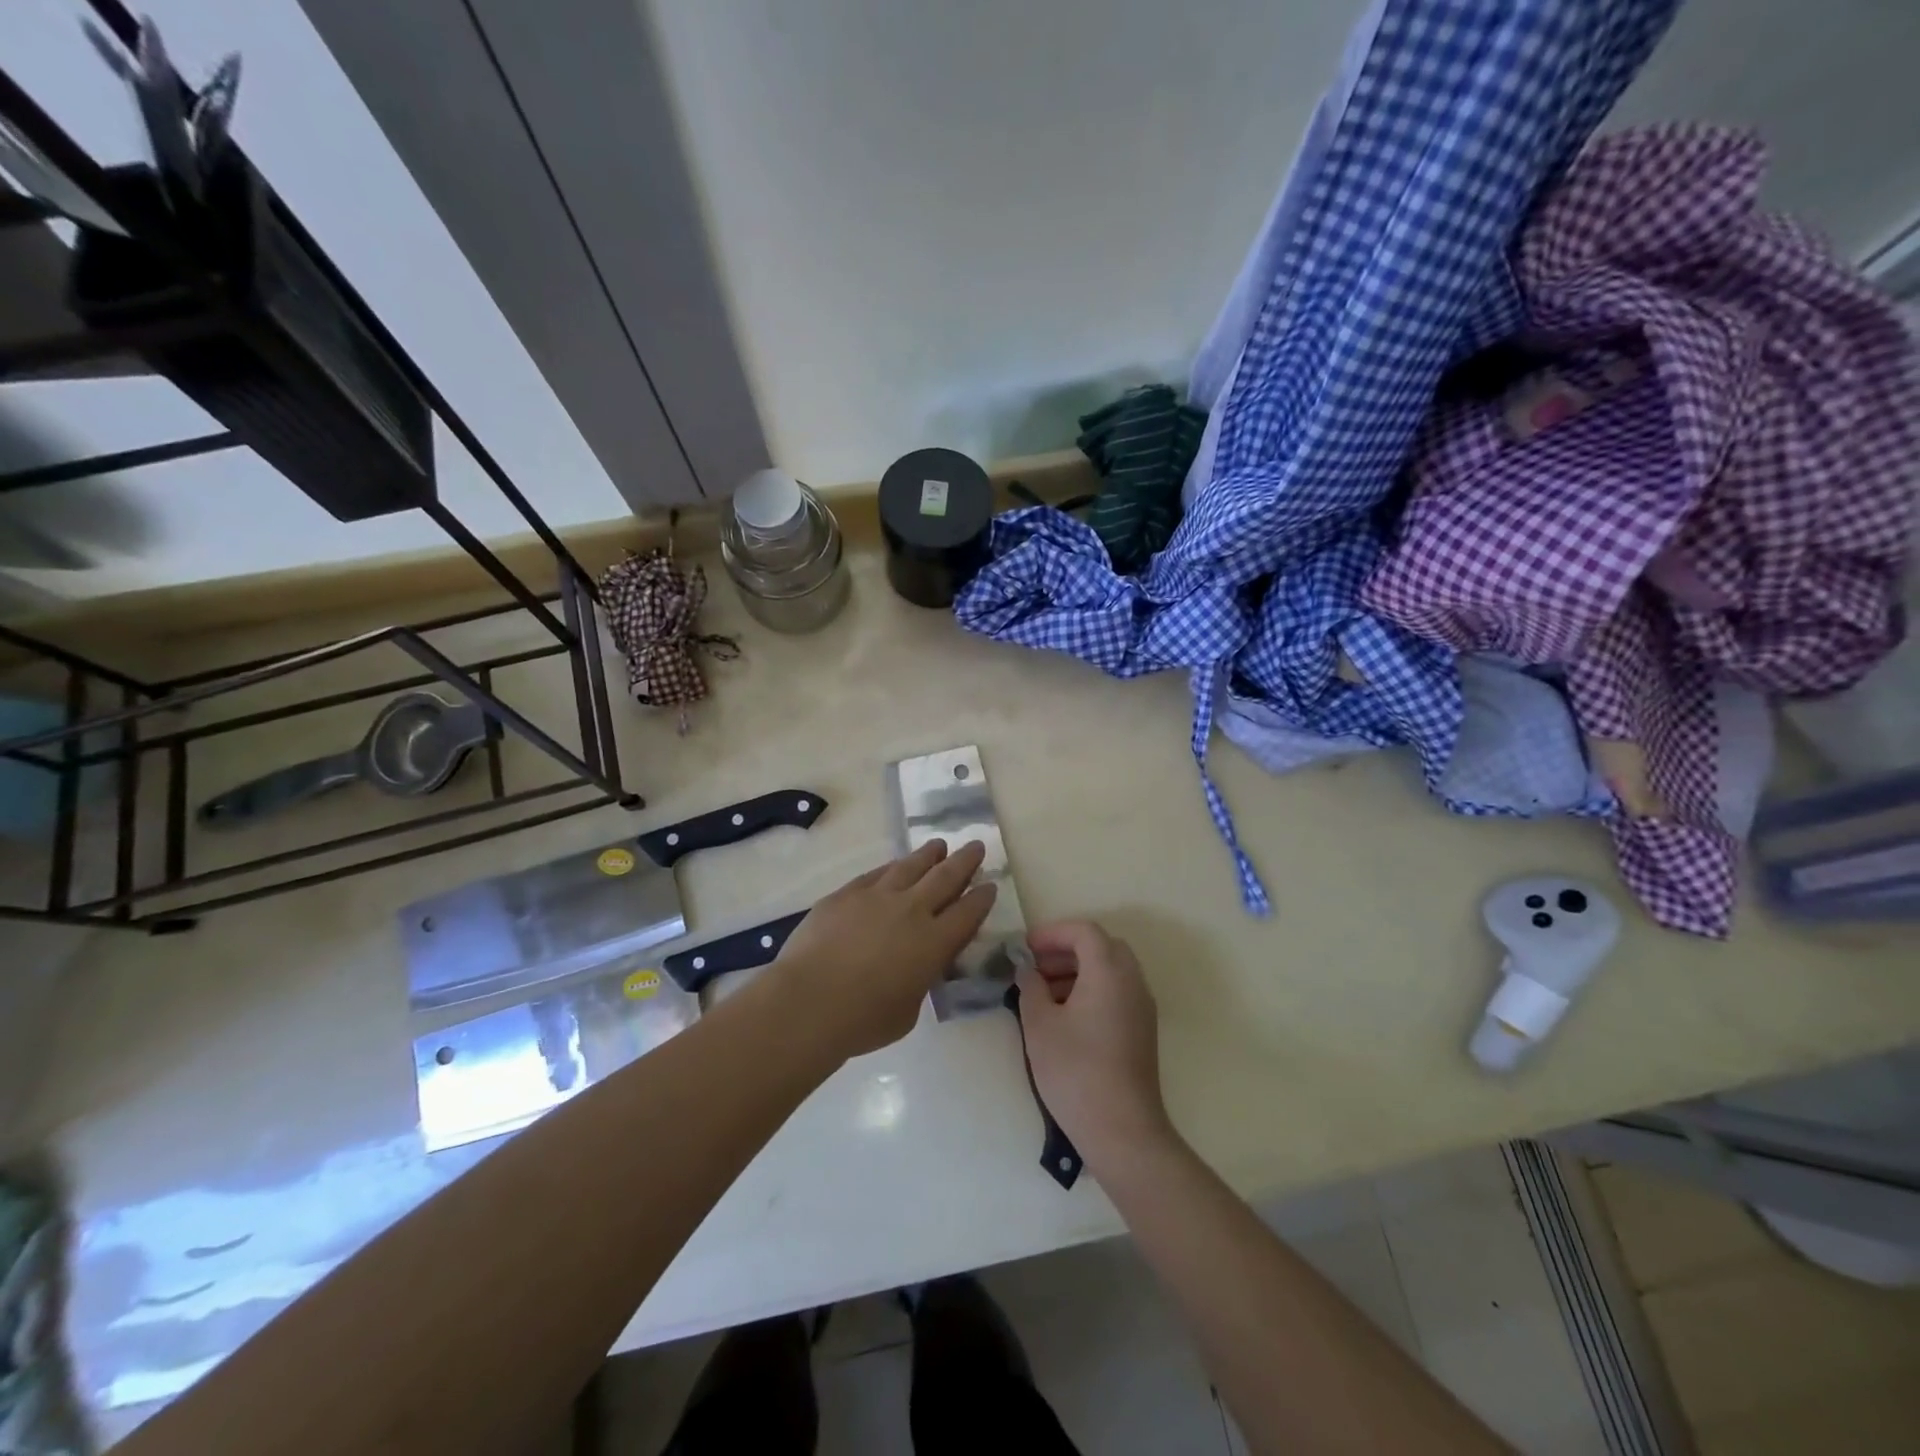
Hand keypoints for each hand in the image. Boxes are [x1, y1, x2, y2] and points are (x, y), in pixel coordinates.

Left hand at [768, 839, 996, 1059]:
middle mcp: (911, 910)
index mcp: (934, 942)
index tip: (990, 885)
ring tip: (939, 845)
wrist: (809, 1001)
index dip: (982, 898)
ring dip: (928, 855)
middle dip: (965, 861)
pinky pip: (875, 873)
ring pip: (910, 866)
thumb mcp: (908, 1010)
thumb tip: (917, 967)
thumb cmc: (863, 1020)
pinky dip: (891, 867)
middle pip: (945, 877)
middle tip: (976, 845)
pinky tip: (894, 865)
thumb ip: (920, 980)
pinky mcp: (846, 894)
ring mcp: (876, 896)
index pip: (967, 913)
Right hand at [1014, 920, 1172, 1165]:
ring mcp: (1141, 1007)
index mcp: (1109, 971)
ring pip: (1110, 970)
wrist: (1122, 1131)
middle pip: (1101, 946)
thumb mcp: (1039, 1025)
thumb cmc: (1076, 1071)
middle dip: (1065, 950)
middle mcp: (1132, 981)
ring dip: (1078, 970)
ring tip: (1043, 993)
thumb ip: (1030, 987)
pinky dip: (1091, 989)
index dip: (1052, 933)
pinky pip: (1117, 992)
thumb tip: (1027, 969)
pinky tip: (1065, 1016)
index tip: (1024, 949)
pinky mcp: (1142, 1030)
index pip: (1084, 931)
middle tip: (1035, 967)